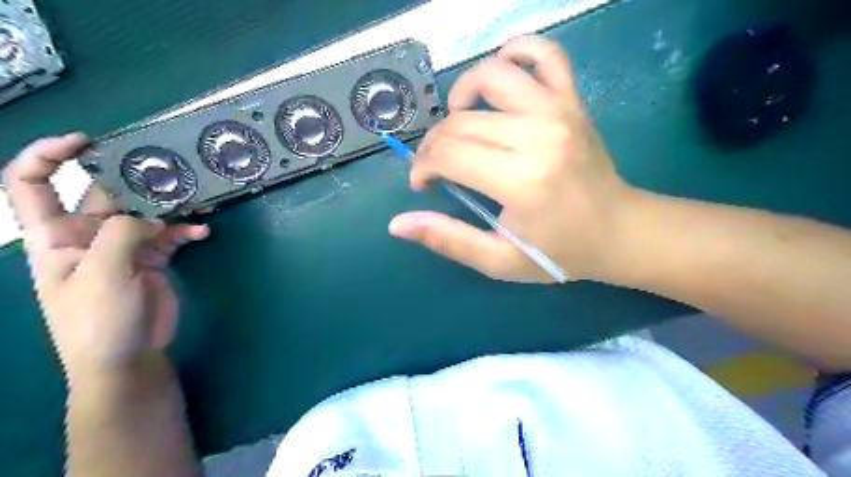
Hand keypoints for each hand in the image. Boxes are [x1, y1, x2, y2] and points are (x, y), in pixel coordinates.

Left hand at [2, 134, 208, 378]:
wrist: (127, 357)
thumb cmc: (98, 320)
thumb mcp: (102, 275)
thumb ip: (122, 235)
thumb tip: (152, 217)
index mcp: (54, 236)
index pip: (31, 185)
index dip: (49, 156)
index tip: (86, 142)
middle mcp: (87, 236)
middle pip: (106, 195)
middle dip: (134, 181)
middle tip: (169, 172)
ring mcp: (123, 248)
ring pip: (145, 213)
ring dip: (170, 206)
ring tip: (196, 199)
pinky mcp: (152, 260)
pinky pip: (170, 236)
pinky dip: (187, 231)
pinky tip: (203, 232)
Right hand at [388, 37, 633, 282]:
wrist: (620, 231)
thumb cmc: (559, 251)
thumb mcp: (499, 260)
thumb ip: (448, 240)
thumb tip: (397, 224)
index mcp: (520, 180)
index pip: (449, 155)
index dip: (423, 167)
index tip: (423, 184)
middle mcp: (538, 135)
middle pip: (461, 122)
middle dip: (434, 144)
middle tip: (438, 167)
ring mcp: (558, 110)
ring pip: (491, 76)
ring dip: (462, 95)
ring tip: (459, 121)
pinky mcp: (572, 100)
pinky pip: (543, 53)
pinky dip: (515, 52)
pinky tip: (500, 78)